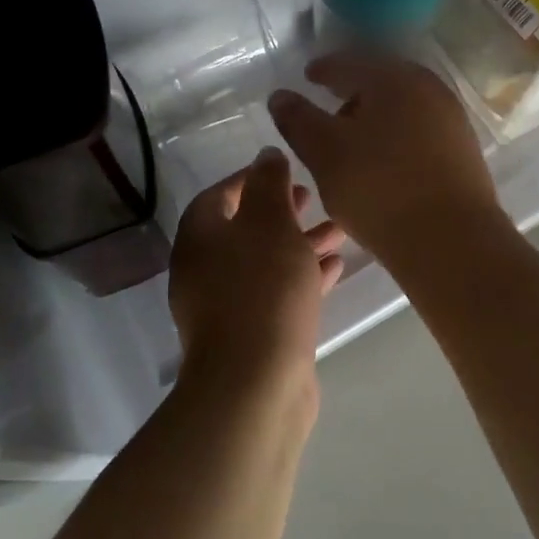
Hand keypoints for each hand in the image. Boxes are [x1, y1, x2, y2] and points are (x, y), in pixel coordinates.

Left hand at [169, 148, 344, 394]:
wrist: (256, 384)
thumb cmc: (263, 289)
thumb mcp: (270, 223)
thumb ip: (269, 184)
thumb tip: (266, 155)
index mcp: (201, 238)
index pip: (220, 195)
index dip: (251, 179)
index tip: (286, 170)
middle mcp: (206, 270)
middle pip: (245, 229)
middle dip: (281, 211)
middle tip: (312, 198)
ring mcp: (227, 306)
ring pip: (266, 262)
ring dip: (299, 243)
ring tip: (338, 229)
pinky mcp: (252, 334)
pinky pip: (277, 293)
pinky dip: (302, 277)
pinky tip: (335, 268)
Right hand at [268, 53, 504, 262]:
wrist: (452, 240)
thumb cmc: (380, 187)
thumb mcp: (325, 152)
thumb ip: (298, 120)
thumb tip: (280, 96)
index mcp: (394, 78)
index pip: (351, 62)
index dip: (325, 69)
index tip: (308, 76)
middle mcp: (429, 88)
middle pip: (382, 81)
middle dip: (352, 93)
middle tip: (328, 110)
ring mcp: (452, 119)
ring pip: (403, 107)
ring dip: (375, 117)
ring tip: (352, 142)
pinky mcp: (464, 150)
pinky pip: (420, 131)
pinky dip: (396, 137)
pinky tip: (384, 162)